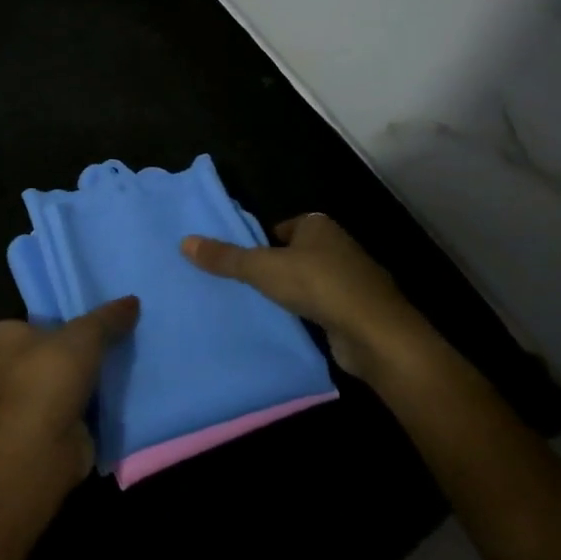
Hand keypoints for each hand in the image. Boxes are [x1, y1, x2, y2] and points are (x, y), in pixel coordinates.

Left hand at [0, 297, 139, 481]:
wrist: (42, 445)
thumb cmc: (49, 376)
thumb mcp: (85, 335)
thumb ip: (107, 318)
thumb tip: (132, 300)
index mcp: (1, 341)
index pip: (21, 324)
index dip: (46, 322)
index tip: (76, 321)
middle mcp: (3, 371)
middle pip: (41, 355)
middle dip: (67, 354)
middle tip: (104, 343)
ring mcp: (20, 405)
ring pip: (55, 385)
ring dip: (78, 384)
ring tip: (115, 370)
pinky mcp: (39, 431)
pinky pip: (66, 411)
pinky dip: (85, 409)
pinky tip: (113, 400)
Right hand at [181, 214, 430, 381]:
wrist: (376, 333)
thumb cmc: (319, 286)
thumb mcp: (262, 269)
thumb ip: (225, 258)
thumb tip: (184, 242)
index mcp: (318, 226)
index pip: (280, 228)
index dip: (260, 243)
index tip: (239, 262)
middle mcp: (338, 246)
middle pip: (294, 254)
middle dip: (272, 268)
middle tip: (240, 285)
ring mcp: (351, 279)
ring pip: (308, 281)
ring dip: (290, 292)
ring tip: (258, 306)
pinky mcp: (356, 310)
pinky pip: (321, 306)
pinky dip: (306, 313)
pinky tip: (288, 325)